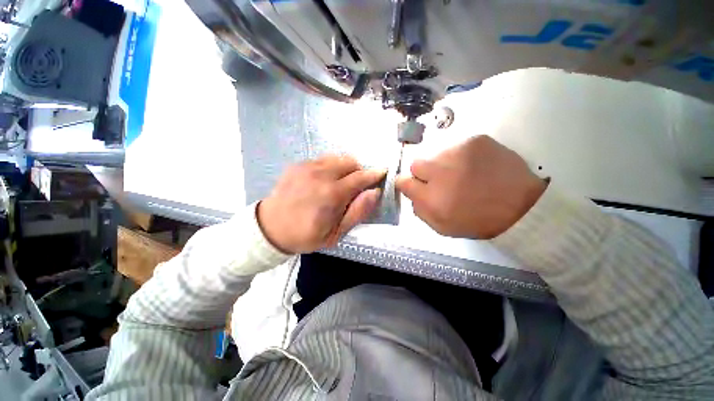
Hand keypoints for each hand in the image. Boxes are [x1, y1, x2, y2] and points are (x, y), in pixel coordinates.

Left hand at [258, 155, 384, 253]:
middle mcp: (320, 174)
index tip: (382, 172)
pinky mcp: (298, 164)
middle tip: (356, 186)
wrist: (270, 228)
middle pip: (350, 162)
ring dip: (345, 168)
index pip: (360, 177)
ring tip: (340, 182)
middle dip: (359, 171)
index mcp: (331, 193)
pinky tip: (324, 180)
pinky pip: (323, 159)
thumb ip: (357, 212)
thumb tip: (374, 192)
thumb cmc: (306, 235)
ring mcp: (307, 167)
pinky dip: (331, 167)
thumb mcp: (335, 234)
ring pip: (337, 158)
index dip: (374, 174)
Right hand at [396, 135, 546, 238]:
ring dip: (443, 165)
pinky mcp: (475, 141)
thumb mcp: (442, 227)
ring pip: (436, 154)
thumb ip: (420, 210)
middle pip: (415, 163)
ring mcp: (457, 153)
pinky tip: (475, 166)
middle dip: (423, 173)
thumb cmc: (478, 221)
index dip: (406, 183)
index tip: (415, 185)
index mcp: (431, 197)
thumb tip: (412, 194)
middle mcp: (439, 172)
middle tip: (440, 181)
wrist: (522, 206)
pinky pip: (456, 147)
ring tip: (462, 174)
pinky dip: (460, 157)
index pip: (403, 181)